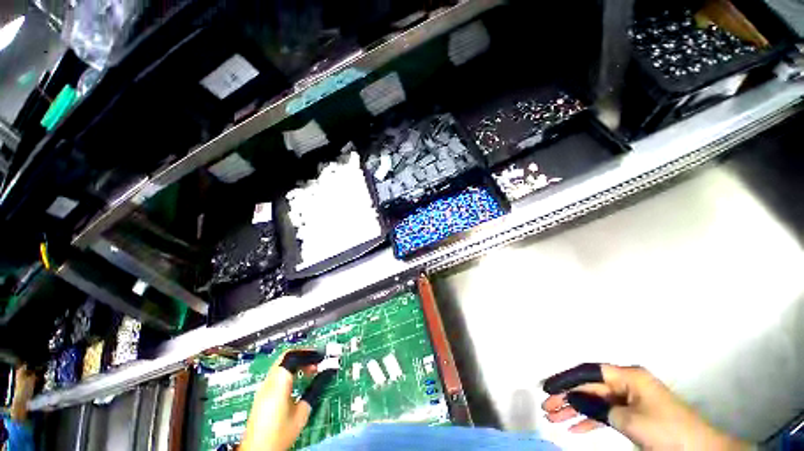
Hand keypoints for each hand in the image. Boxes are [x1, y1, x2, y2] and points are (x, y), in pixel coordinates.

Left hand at [240, 350, 336, 450]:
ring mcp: (263, 388)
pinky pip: (277, 374)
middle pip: (286, 357)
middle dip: (304, 356)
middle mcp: (268, 382)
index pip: (293, 356)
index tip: (321, 355)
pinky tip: (299, 381)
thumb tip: (327, 375)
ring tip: (311, 371)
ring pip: (281, 364)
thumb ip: (314, 389)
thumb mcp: (302, 413)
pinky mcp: (262, 395)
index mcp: (278, 383)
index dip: (309, 353)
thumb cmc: (279, 434)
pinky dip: (290, 371)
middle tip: (318, 361)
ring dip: (297, 364)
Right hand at [541, 364, 751, 449]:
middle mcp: (626, 383)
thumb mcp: (628, 419)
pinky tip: (574, 428)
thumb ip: (597, 407)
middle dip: (567, 397)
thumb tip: (571, 398)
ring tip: (554, 418)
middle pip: (589, 387)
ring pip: (595, 401)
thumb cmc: (665, 430)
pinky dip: (590, 421)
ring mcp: (629, 400)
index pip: (589, 372)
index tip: (547, 387)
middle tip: (547, 407)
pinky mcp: (632, 415)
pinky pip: (605, 414)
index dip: (566, 378)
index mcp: (627, 376)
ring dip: (575, 410)